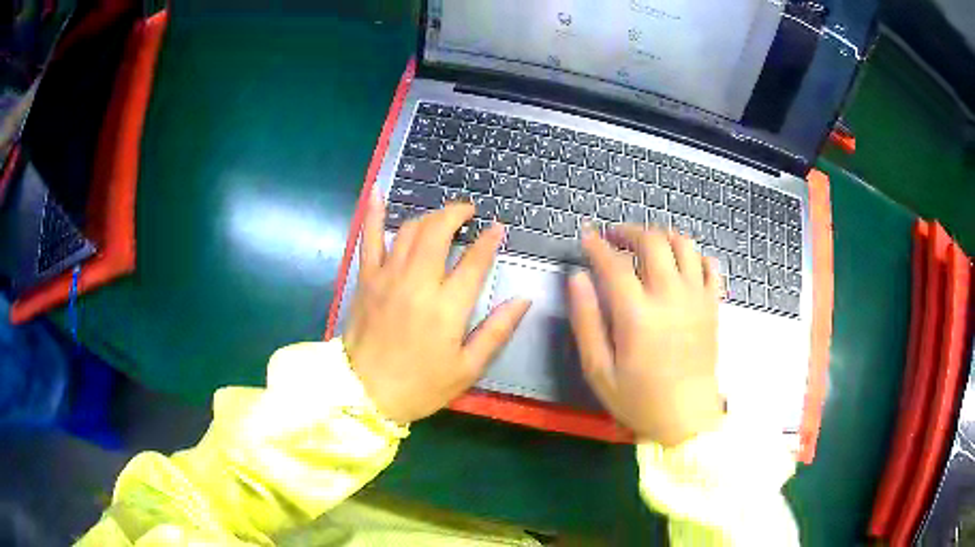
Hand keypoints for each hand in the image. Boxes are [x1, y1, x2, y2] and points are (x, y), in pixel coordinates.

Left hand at [342, 196, 530, 423]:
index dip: (489, 240)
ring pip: (410, 230)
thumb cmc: (421, 385)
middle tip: (469, 211)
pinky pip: (369, 239)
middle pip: (438, 232)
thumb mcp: (467, 368)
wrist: (365, 393)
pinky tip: (378, 193)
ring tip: (442, 216)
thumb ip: (496, 331)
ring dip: (429, 216)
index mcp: (446, 308)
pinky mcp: (366, 279)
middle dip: (456, 214)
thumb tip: (523, 300)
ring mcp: (387, 277)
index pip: (473, 261)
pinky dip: (374, 214)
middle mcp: (417, 283)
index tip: (498, 228)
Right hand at [568, 225, 723, 446]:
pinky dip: (694, 254)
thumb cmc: (639, 399)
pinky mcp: (712, 305)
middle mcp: (669, 296)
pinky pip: (709, 264)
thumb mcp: (599, 370)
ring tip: (646, 244)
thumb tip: (577, 278)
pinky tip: (680, 263)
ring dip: (662, 235)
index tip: (587, 236)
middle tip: (615, 237)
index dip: (596, 245)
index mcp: (637, 314)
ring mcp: (696, 297)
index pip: (613, 263)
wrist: (687, 418)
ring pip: (683, 244)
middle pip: (652, 241)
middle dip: (629, 231)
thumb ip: (586, 321)